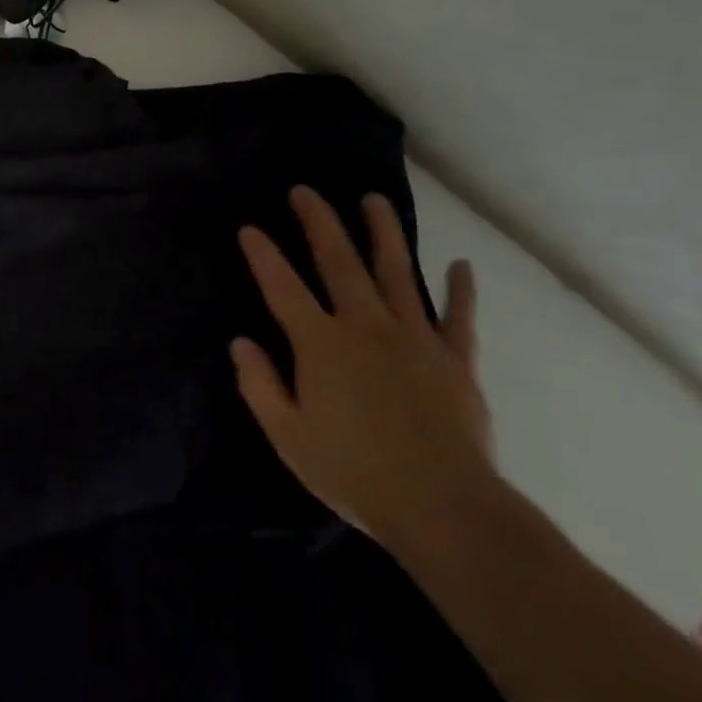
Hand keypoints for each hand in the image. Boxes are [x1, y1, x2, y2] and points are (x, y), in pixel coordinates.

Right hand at [230, 187, 492, 548]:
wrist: (443, 510)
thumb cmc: (355, 474)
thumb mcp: (289, 438)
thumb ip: (259, 386)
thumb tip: (240, 343)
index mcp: (321, 343)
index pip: (282, 287)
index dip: (263, 255)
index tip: (249, 228)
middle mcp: (364, 325)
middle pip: (339, 261)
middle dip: (319, 222)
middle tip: (305, 191)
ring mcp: (414, 337)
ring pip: (396, 272)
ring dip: (384, 232)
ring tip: (374, 199)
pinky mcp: (454, 359)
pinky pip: (459, 317)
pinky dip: (460, 290)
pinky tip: (461, 265)